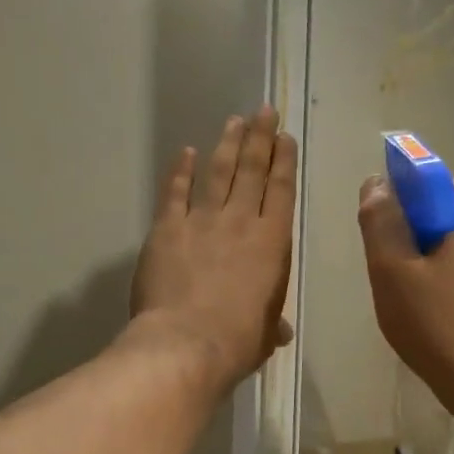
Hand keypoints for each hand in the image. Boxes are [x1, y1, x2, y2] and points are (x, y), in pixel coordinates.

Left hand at [129, 108, 297, 395]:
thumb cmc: (237, 341)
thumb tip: (278, 331)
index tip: (285, 137)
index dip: (284, 162)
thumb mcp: (263, 333)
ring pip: (218, 173)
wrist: (187, 342)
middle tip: (263, 111)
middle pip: (252, 171)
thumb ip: (270, 323)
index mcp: (272, 243)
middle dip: (259, 138)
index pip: (282, 192)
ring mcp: (202, 222)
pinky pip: (175, 193)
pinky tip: (186, 152)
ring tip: (234, 120)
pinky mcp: (168, 228)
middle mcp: (241, 222)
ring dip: (227, 145)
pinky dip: (180, 171)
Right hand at [357, 175, 453, 407]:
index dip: (404, 212)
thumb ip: (381, 220)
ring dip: (447, 261)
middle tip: (404, 282)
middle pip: (453, 215)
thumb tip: (377, 184)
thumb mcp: (393, 272)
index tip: (391, 248)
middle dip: (425, 238)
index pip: (432, 186)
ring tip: (429, 304)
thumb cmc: (440, 326)